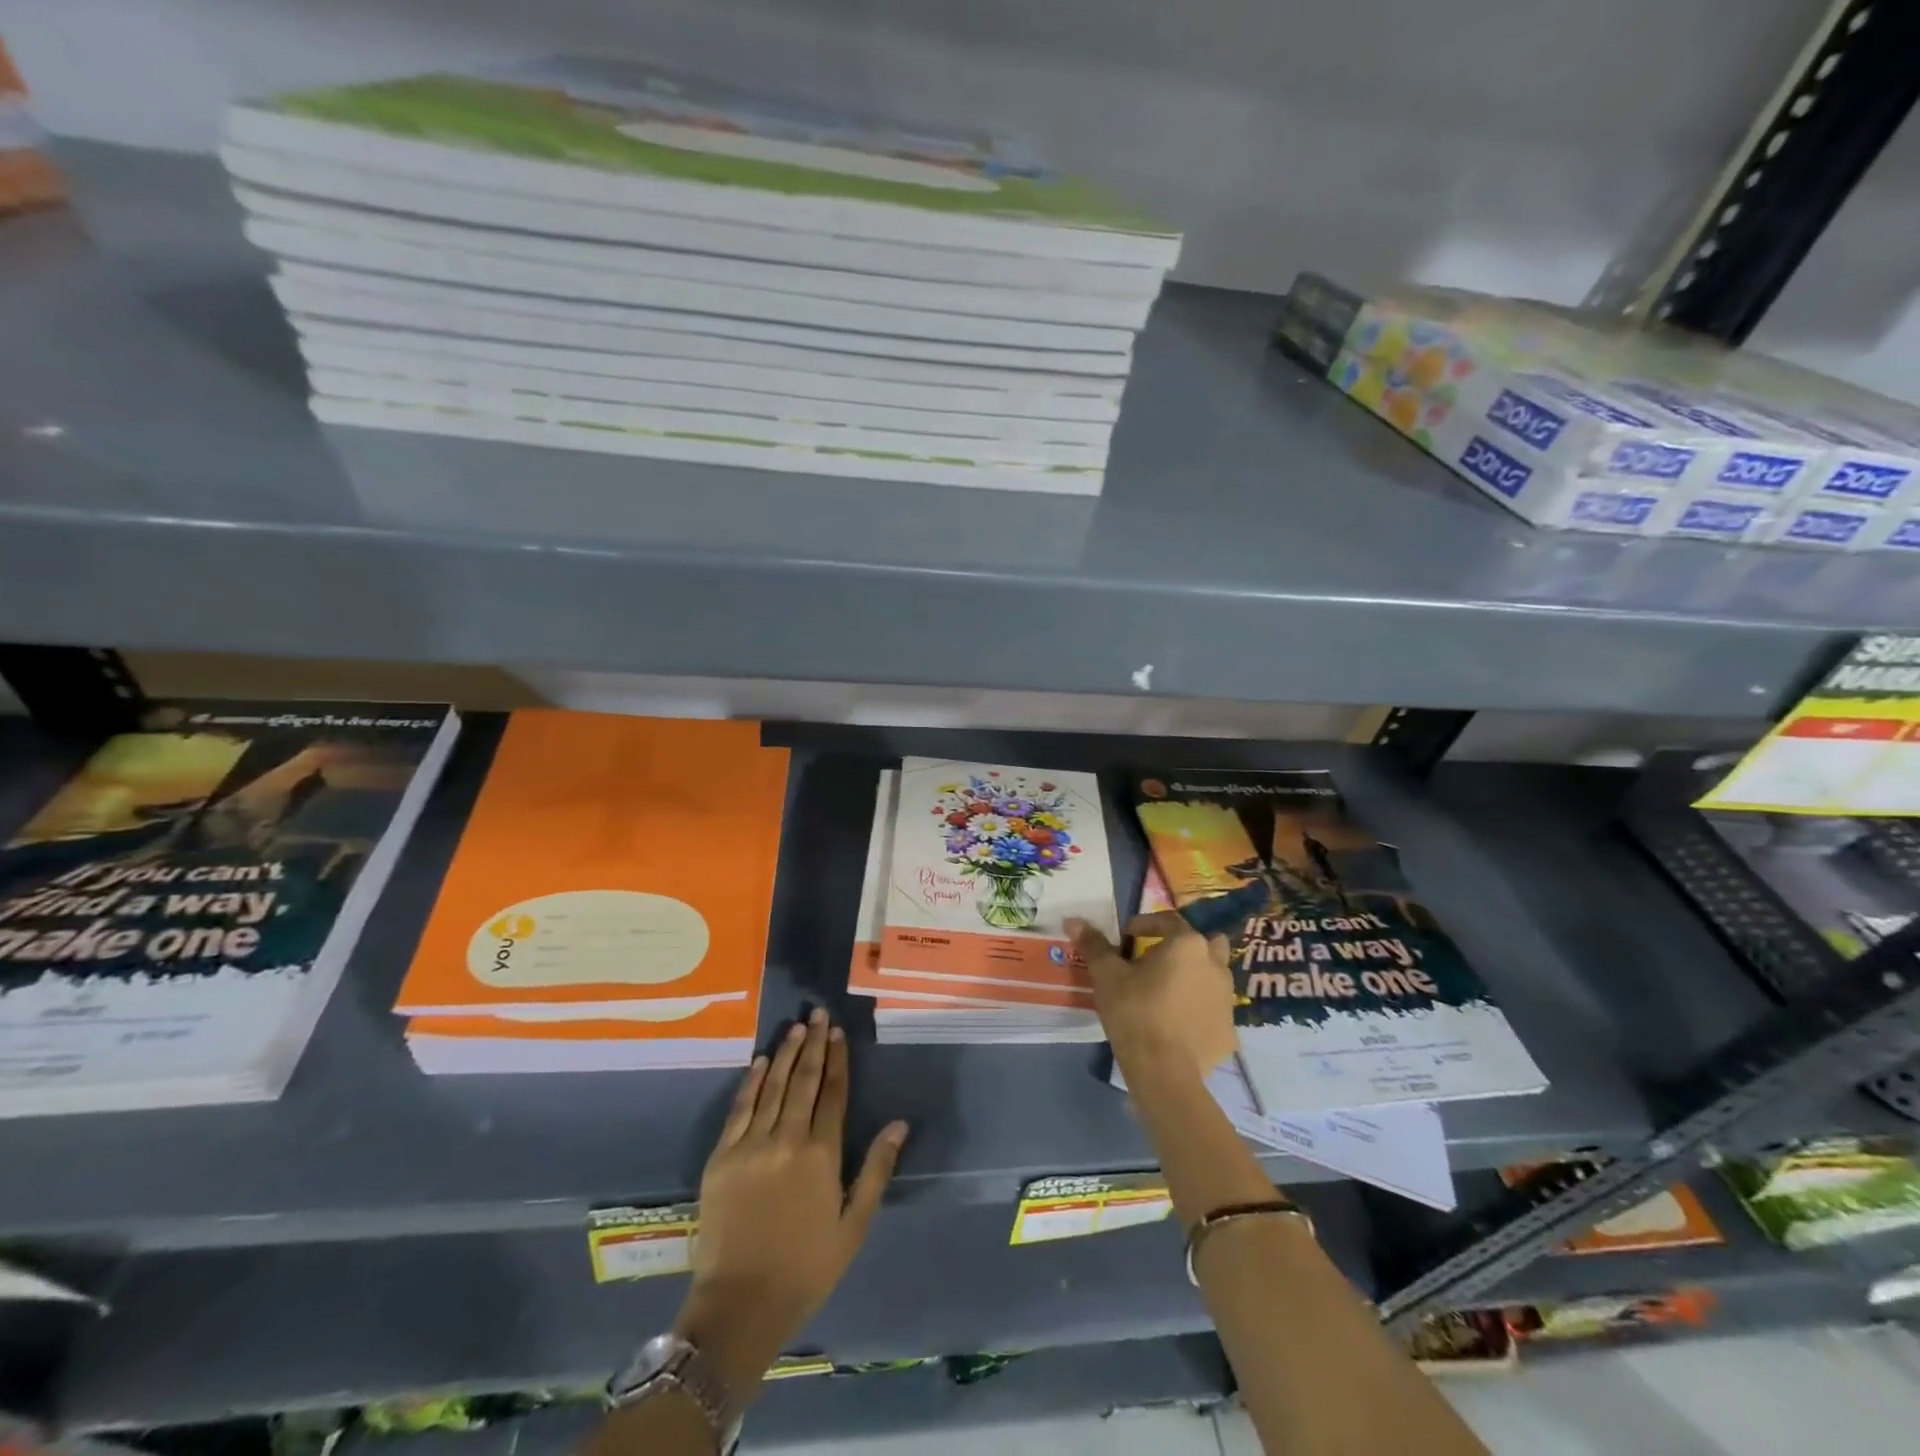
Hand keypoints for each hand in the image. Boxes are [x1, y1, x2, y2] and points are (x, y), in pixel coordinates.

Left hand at [674, 1008, 907, 1403]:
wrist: (739, 1306)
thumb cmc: (805, 1268)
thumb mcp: (853, 1225)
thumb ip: (876, 1169)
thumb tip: (899, 1123)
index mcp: (822, 1155)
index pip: (833, 1093)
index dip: (837, 1059)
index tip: (838, 1032)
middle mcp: (787, 1139)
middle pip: (803, 1080)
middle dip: (812, 1044)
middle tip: (817, 1013)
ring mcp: (751, 1145)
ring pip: (771, 1087)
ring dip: (784, 1054)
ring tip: (795, 1027)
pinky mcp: (721, 1157)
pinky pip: (739, 1109)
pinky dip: (750, 1082)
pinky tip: (758, 1061)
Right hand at [1069, 912, 1237, 1081]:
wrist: (1164, 1072)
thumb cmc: (1135, 1012)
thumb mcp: (1107, 975)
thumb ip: (1094, 945)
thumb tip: (1073, 921)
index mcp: (1187, 944)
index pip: (1167, 920)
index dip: (1144, 925)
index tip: (1126, 939)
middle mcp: (1215, 965)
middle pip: (1202, 944)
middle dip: (1182, 948)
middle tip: (1156, 961)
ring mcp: (1227, 1000)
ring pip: (1213, 977)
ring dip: (1194, 977)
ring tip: (1167, 992)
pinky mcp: (1229, 1032)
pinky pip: (1213, 1010)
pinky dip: (1199, 1011)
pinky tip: (1178, 1024)